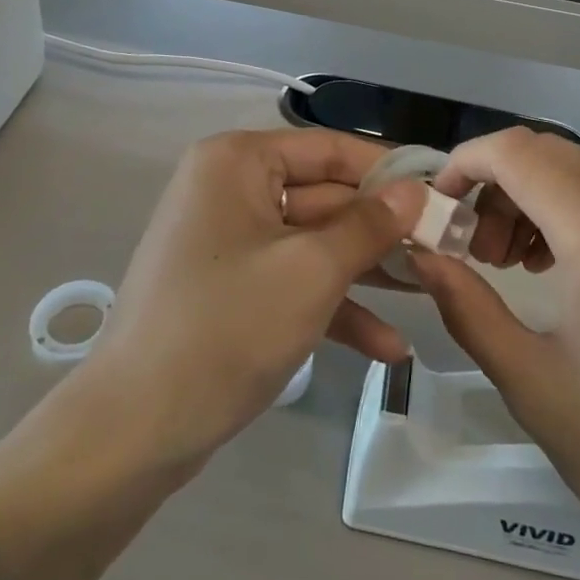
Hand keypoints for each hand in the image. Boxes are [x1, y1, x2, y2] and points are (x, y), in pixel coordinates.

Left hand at [82, 129, 424, 467]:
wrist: (133, 430)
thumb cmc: (227, 327)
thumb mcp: (311, 271)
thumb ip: (369, 225)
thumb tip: (415, 191)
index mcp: (239, 162)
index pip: (330, 149)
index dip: (388, 171)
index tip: (442, 194)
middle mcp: (231, 188)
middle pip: (324, 196)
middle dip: (382, 231)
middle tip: (445, 252)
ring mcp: (230, 240)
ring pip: (313, 242)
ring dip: (366, 272)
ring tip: (430, 292)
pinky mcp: (231, 287)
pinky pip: (291, 279)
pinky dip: (333, 306)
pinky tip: (388, 347)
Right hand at [407, 129, 579, 573]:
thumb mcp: (532, 387)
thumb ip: (465, 307)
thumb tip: (422, 254)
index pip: (518, 153)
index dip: (466, 164)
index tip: (439, 206)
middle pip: (549, 153)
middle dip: (496, 184)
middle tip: (475, 249)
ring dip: (535, 194)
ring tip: (517, 262)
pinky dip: (576, 207)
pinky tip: (568, 264)